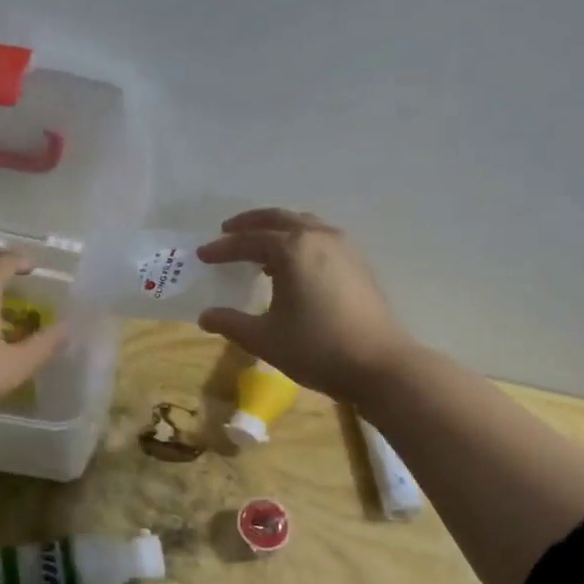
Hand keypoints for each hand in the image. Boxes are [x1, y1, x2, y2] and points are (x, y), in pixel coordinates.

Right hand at [196, 209, 413, 402]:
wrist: (380, 365)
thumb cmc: (316, 349)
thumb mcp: (265, 339)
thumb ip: (231, 323)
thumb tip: (205, 316)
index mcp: (292, 248)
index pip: (248, 240)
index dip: (223, 248)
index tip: (203, 255)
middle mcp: (317, 237)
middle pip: (277, 218)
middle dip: (249, 224)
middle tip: (227, 232)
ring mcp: (343, 247)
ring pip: (303, 224)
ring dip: (277, 229)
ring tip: (260, 246)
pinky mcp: (358, 262)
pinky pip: (320, 237)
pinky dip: (299, 240)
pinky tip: (294, 264)